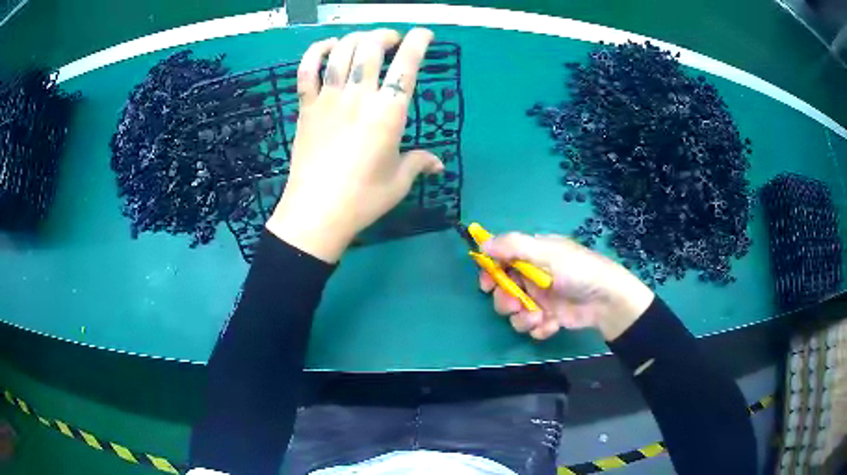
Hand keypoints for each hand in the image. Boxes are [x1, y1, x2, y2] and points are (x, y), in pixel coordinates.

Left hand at [266, 28, 443, 262]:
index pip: (408, 64)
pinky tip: (328, 47)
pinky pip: (307, 70)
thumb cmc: (363, 199)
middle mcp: (359, 96)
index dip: (419, 42)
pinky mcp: (306, 107)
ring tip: (366, 41)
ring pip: (342, 51)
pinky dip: (317, 52)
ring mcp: (329, 99)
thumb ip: (420, 163)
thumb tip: (439, 164)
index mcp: (389, 112)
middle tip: (393, 40)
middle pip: (372, 47)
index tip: (425, 34)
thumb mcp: (399, 181)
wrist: (316, 213)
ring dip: (357, 38)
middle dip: (386, 35)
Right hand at [479, 233, 654, 340]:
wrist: (606, 300)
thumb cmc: (577, 270)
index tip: (486, 284)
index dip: (490, 273)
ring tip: (538, 318)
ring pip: (515, 313)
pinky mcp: (548, 318)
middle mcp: (532, 277)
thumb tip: (482, 242)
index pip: (500, 261)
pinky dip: (539, 328)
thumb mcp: (545, 253)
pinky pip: (531, 326)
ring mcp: (540, 299)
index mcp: (531, 256)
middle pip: (503, 291)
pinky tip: (552, 324)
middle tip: (516, 305)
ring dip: (523, 318)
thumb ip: (513, 246)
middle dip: (506, 301)